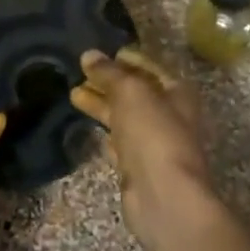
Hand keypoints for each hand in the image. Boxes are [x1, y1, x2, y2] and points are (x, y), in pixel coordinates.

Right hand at [70, 49, 215, 246]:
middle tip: (79, 73)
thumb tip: (89, 54)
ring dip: (102, 105)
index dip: (127, 59)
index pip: (149, 68)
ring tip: (73, 94)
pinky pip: (120, 143)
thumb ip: (109, 73)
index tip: (100, 54)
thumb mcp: (130, 92)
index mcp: (177, 92)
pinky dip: (106, 133)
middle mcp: (169, 115)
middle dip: (108, 82)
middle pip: (135, 93)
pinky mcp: (138, 168)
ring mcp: (153, 143)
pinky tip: (89, 128)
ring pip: (125, 117)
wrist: (163, 196)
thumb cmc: (153, 134)